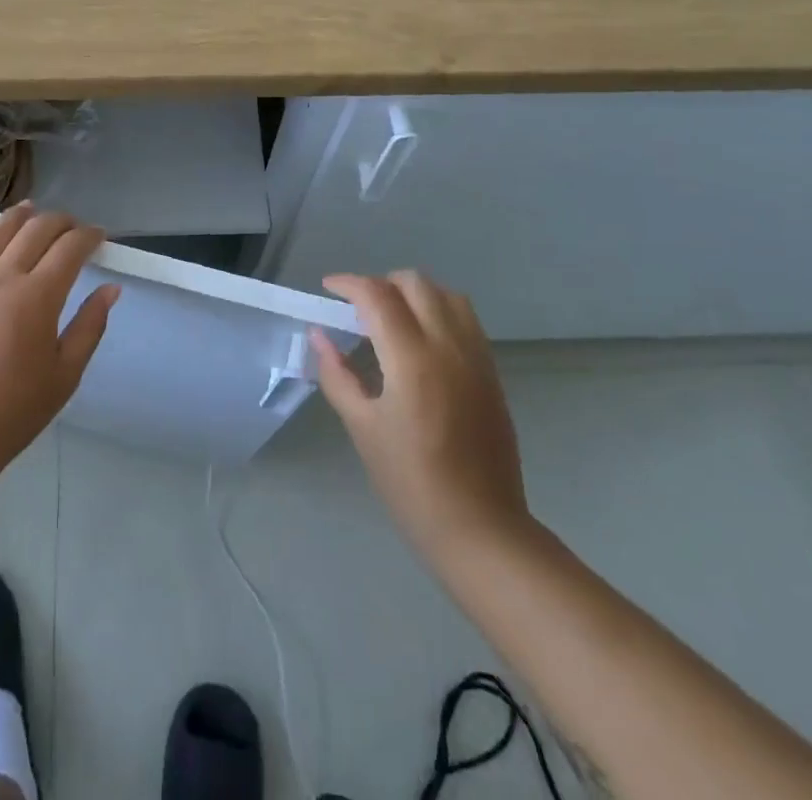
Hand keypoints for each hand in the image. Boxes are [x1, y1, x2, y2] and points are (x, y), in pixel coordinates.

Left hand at [0, 204, 117, 478]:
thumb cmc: (12, 412)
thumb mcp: (65, 375)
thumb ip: (90, 326)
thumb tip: (111, 289)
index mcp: (37, 297)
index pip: (69, 248)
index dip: (88, 236)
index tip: (100, 236)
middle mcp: (1, 278)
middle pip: (35, 230)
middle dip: (60, 222)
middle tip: (73, 228)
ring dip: (19, 216)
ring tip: (33, 209)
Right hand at [309, 271, 532, 565]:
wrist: (481, 529)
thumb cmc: (411, 483)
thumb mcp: (363, 428)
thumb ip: (337, 375)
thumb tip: (319, 336)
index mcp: (412, 360)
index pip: (378, 296)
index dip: (349, 284)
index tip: (328, 288)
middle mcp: (449, 347)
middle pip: (415, 283)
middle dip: (381, 283)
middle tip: (357, 308)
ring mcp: (476, 357)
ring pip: (447, 294)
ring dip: (414, 292)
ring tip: (391, 316)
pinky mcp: (492, 372)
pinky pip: (465, 319)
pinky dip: (439, 310)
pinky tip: (420, 339)